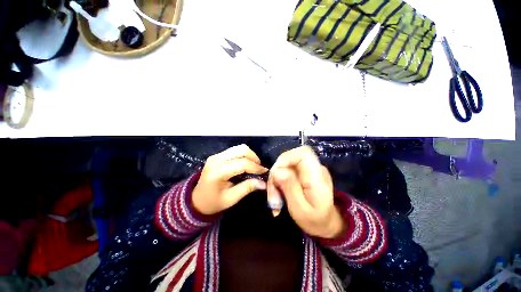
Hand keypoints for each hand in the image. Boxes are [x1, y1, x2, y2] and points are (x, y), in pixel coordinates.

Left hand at [192, 144, 267, 215]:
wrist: (196, 200)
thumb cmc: (213, 202)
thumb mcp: (231, 198)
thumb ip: (247, 188)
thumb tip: (264, 183)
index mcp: (218, 171)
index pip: (242, 163)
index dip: (256, 167)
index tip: (264, 172)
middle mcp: (216, 159)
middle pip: (241, 150)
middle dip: (254, 158)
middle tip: (259, 168)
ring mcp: (216, 155)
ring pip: (239, 148)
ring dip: (250, 155)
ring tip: (254, 166)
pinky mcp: (217, 155)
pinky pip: (235, 150)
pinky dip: (244, 155)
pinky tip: (246, 164)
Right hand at [267, 146, 343, 238]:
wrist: (325, 223)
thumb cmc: (315, 220)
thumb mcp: (300, 210)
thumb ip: (290, 188)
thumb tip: (277, 171)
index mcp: (317, 176)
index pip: (304, 153)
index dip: (286, 158)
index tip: (276, 174)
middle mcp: (313, 168)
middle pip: (289, 158)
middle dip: (276, 173)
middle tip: (272, 193)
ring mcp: (307, 170)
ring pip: (284, 165)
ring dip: (275, 180)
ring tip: (274, 199)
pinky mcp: (301, 173)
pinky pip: (285, 171)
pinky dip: (278, 181)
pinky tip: (277, 195)